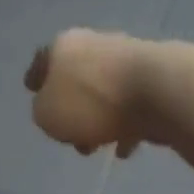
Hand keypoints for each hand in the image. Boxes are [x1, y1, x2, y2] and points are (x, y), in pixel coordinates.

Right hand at [24, 29, 156, 157]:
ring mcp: (129, 59)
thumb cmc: (93, 102)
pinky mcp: (157, 79)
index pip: (42, 60)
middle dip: (71, 110)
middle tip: (69, 137)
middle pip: (77, 79)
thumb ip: (43, 111)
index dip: (36, 78)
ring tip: (98, 148)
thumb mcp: (48, 114)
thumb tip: (55, 108)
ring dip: (99, 120)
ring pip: (105, 94)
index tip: (32, 91)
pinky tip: (125, 148)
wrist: (160, 92)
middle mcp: (96, 44)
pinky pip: (133, 106)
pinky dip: (126, 126)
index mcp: (64, 46)